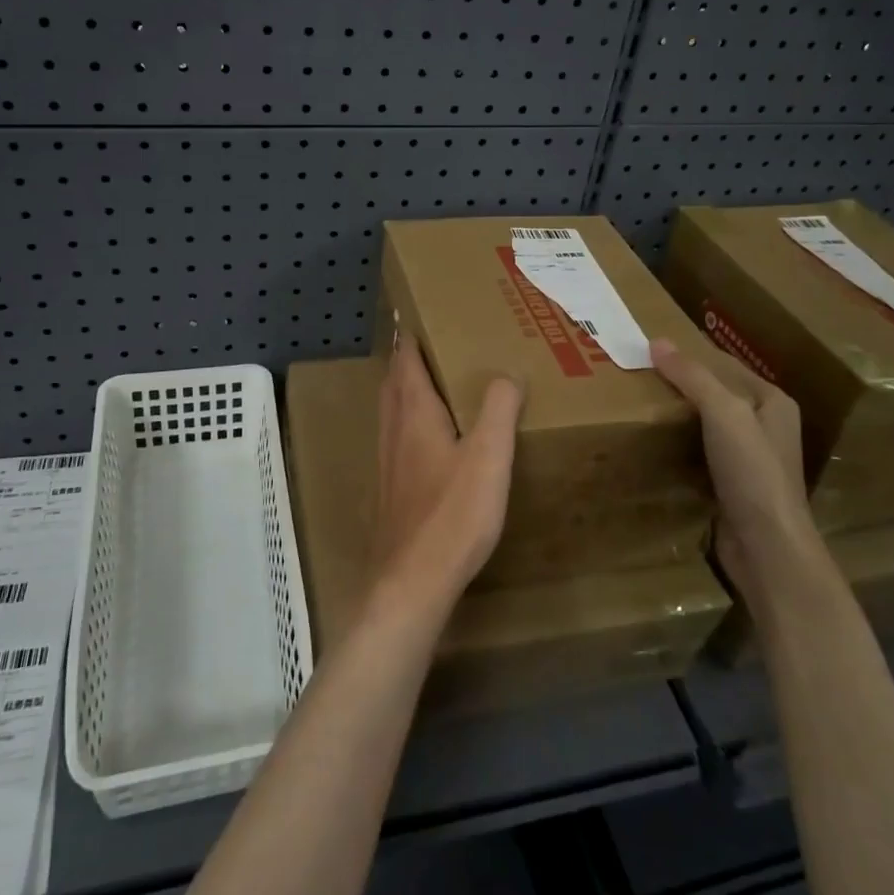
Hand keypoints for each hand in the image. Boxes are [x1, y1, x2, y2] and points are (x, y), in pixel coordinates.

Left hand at [369, 337, 523, 614]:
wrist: (412, 580)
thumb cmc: (453, 513)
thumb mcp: (489, 456)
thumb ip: (499, 409)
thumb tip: (507, 373)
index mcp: (414, 411)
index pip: (406, 358)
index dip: (410, 335)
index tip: (420, 313)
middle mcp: (393, 428)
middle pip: (393, 381)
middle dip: (406, 358)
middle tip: (428, 343)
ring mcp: (387, 460)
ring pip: (390, 410)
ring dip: (403, 388)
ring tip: (429, 383)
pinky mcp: (389, 488)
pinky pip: (395, 437)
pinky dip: (407, 420)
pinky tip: (427, 440)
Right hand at [650, 337, 812, 592]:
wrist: (766, 547)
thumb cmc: (752, 471)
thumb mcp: (724, 412)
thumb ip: (692, 376)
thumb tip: (656, 341)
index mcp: (773, 401)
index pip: (725, 363)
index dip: (690, 353)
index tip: (650, 348)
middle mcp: (765, 425)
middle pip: (715, 393)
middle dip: (680, 384)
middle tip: (637, 373)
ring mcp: (749, 458)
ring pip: (706, 424)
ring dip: (677, 416)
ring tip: (638, 403)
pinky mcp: (732, 485)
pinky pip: (699, 453)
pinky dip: (678, 445)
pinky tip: (652, 443)